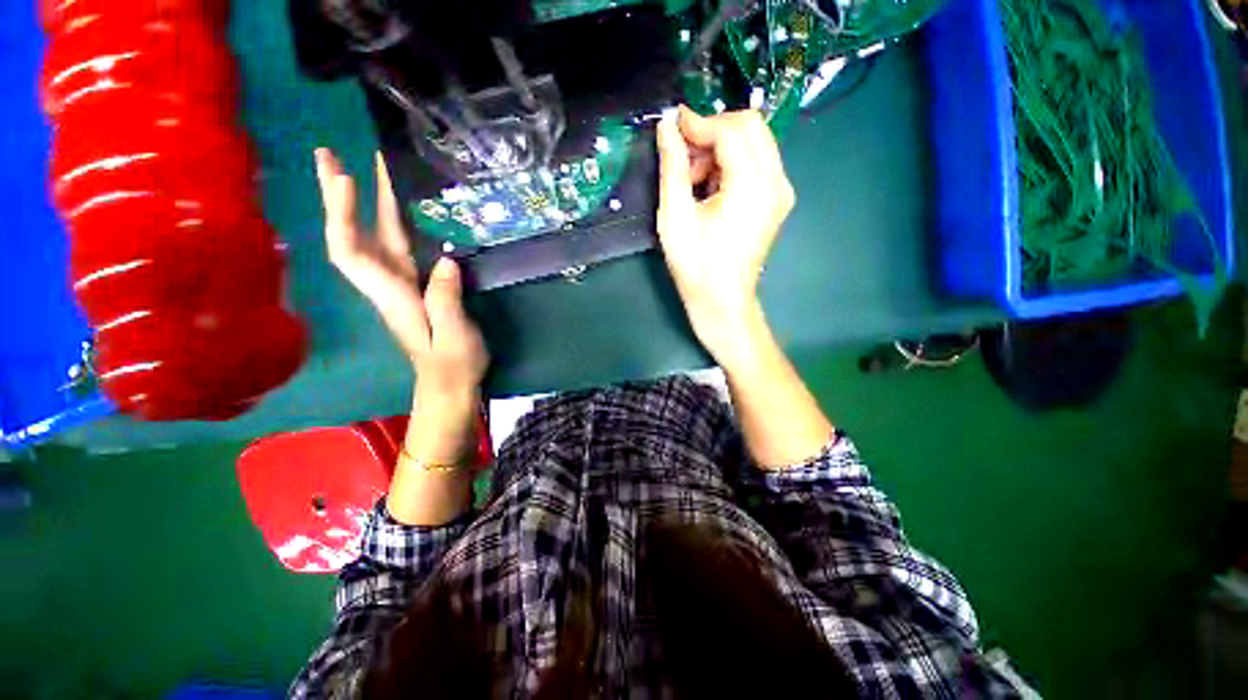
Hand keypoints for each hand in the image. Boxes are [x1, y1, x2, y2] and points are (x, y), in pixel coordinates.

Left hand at [314, 148, 488, 400]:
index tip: (345, 178)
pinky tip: (401, 205)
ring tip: (362, 166)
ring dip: (364, 201)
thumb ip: (445, 299)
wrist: (450, 382)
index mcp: (390, 294)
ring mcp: (401, 283)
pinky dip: (393, 221)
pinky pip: (400, 246)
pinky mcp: (417, 285)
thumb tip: (446, 260)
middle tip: (327, 155)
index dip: (342, 214)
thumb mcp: (453, 335)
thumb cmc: (452, 362)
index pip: (350, 251)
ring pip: (376, 236)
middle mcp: (387, 283)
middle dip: (338, 196)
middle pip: (352, 236)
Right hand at [655, 106, 794, 363]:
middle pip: (750, 126)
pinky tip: (710, 189)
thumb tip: (666, 126)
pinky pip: (757, 163)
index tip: (671, 127)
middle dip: (712, 132)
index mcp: (752, 185)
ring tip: (693, 181)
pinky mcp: (778, 200)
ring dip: (721, 149)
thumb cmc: (696, 265)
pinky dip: (732, 164)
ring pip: (755, 143)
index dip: (699, 122)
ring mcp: (782, 191)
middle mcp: (777, 181)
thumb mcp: (675, 217)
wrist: (722, 301)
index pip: (731, 129)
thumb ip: (672, 167)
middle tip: (683, 157)